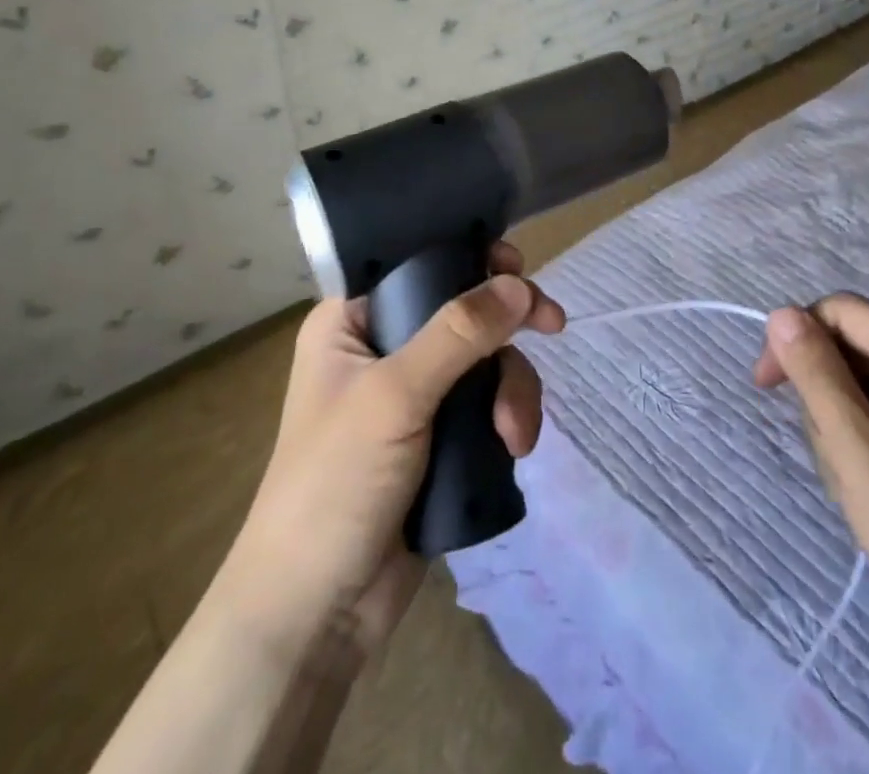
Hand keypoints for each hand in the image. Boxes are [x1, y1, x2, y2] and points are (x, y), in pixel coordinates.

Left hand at [223, 243, 564, 660]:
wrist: (317, 613)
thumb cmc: (335, 484)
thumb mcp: (395, 396)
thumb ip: (458, 334)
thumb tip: (519, 284)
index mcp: (352, 320)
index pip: (417, 261)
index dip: (468, 256)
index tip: (515, 267)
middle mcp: (383, 346)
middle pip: (463, 309)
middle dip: (506, 328)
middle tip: (552, 325)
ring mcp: (414, 393)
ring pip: (484, 358)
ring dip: (512, 388)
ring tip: (514, 435)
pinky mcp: (440, 435)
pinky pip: (488, 401)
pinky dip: (508, 416)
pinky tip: (514, 447)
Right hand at [752, 295, 868, 663]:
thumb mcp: (861, 455)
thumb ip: (817, 377)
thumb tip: (779, 313)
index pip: (843, 312)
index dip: (797, 337)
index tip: (764, 386)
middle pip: (848, 346)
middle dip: (824, 396)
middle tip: (837, 459)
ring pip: (851, 381)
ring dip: (835, 427)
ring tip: (857, 483)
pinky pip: (868, 411)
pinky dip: (852, 443)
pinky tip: (867, 486)